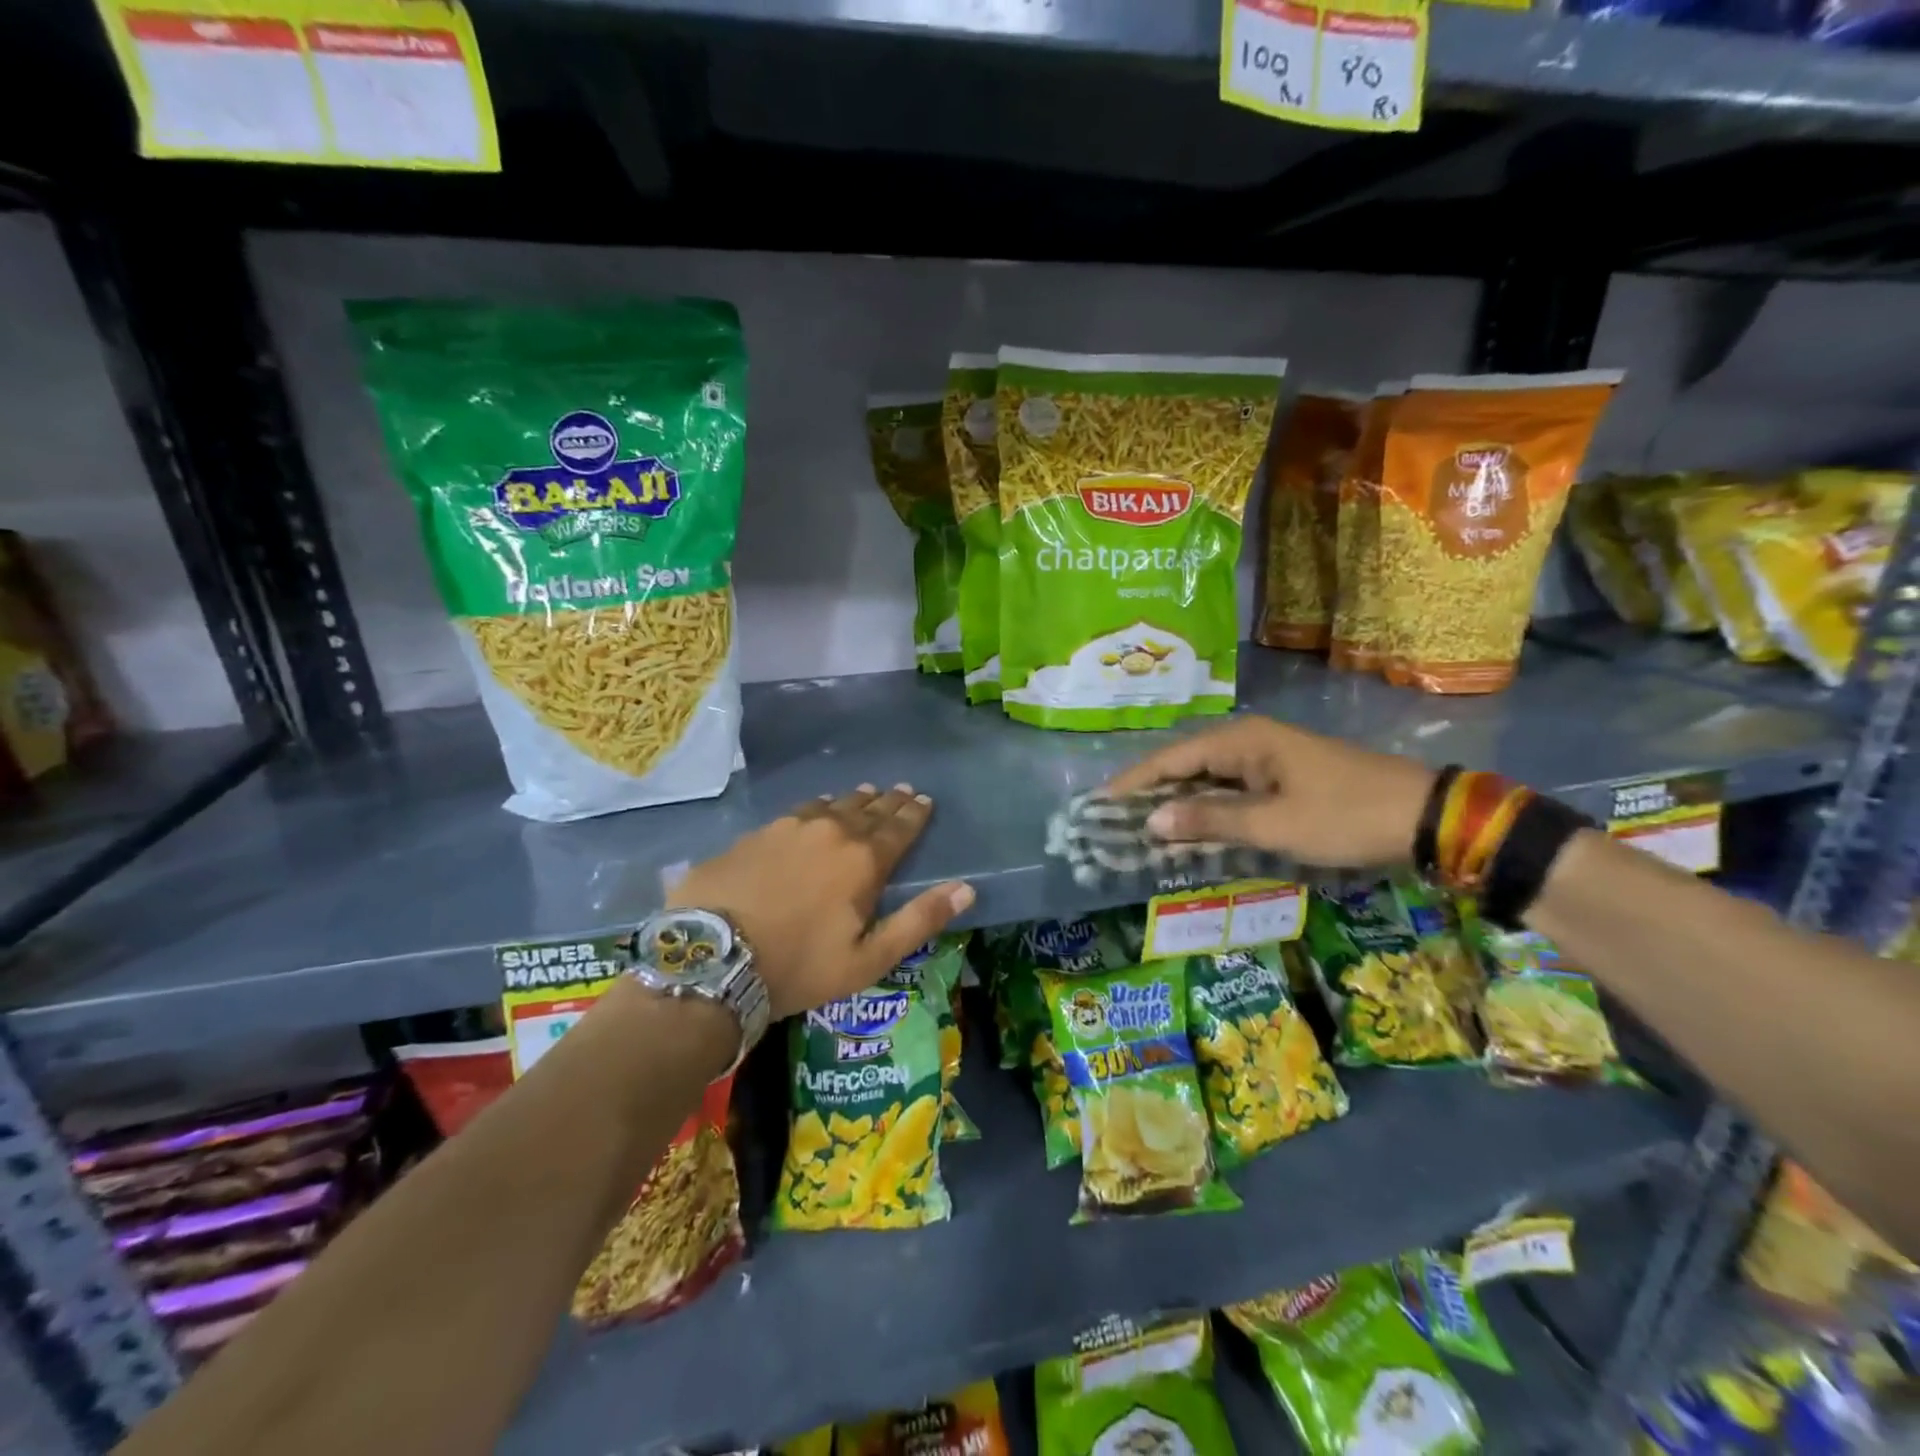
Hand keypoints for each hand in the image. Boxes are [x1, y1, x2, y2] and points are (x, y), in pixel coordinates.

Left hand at [668, 784, 974, 1019]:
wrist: (712, 958)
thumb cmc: (799, 966)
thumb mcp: (868, 958)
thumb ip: (919, 920)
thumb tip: (967, 889)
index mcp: (863, 860)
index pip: (899, 828)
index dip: (915, 814)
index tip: (925, 800)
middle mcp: (831, 831)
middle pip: (868, 809)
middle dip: (889, 801)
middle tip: (902, 790)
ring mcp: (789, 827)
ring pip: (832, 805)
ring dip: (854, 800)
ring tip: (866, 793)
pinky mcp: (756, 833)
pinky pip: (798, 811)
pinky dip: (817, 807)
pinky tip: (815, 808)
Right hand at [1105, 716, 1435, 868]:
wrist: (1423, 817)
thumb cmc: (1343, 816)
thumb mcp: (1273, 824)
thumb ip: (1209, 821)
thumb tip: (1150, 822)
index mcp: (1242, 740)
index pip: (1171, 758)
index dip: (1134, 781)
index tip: (1100, 804)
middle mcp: (1249, 740)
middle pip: (1185, 765)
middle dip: (1151, 793)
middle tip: (1114, 822)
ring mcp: (1267, 757)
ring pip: (1207, 779)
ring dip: (1178, 802)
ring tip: (1142, 828)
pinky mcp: (1282, 776)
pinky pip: (1230, 789)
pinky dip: (1207, 808)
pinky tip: (1191, 828)